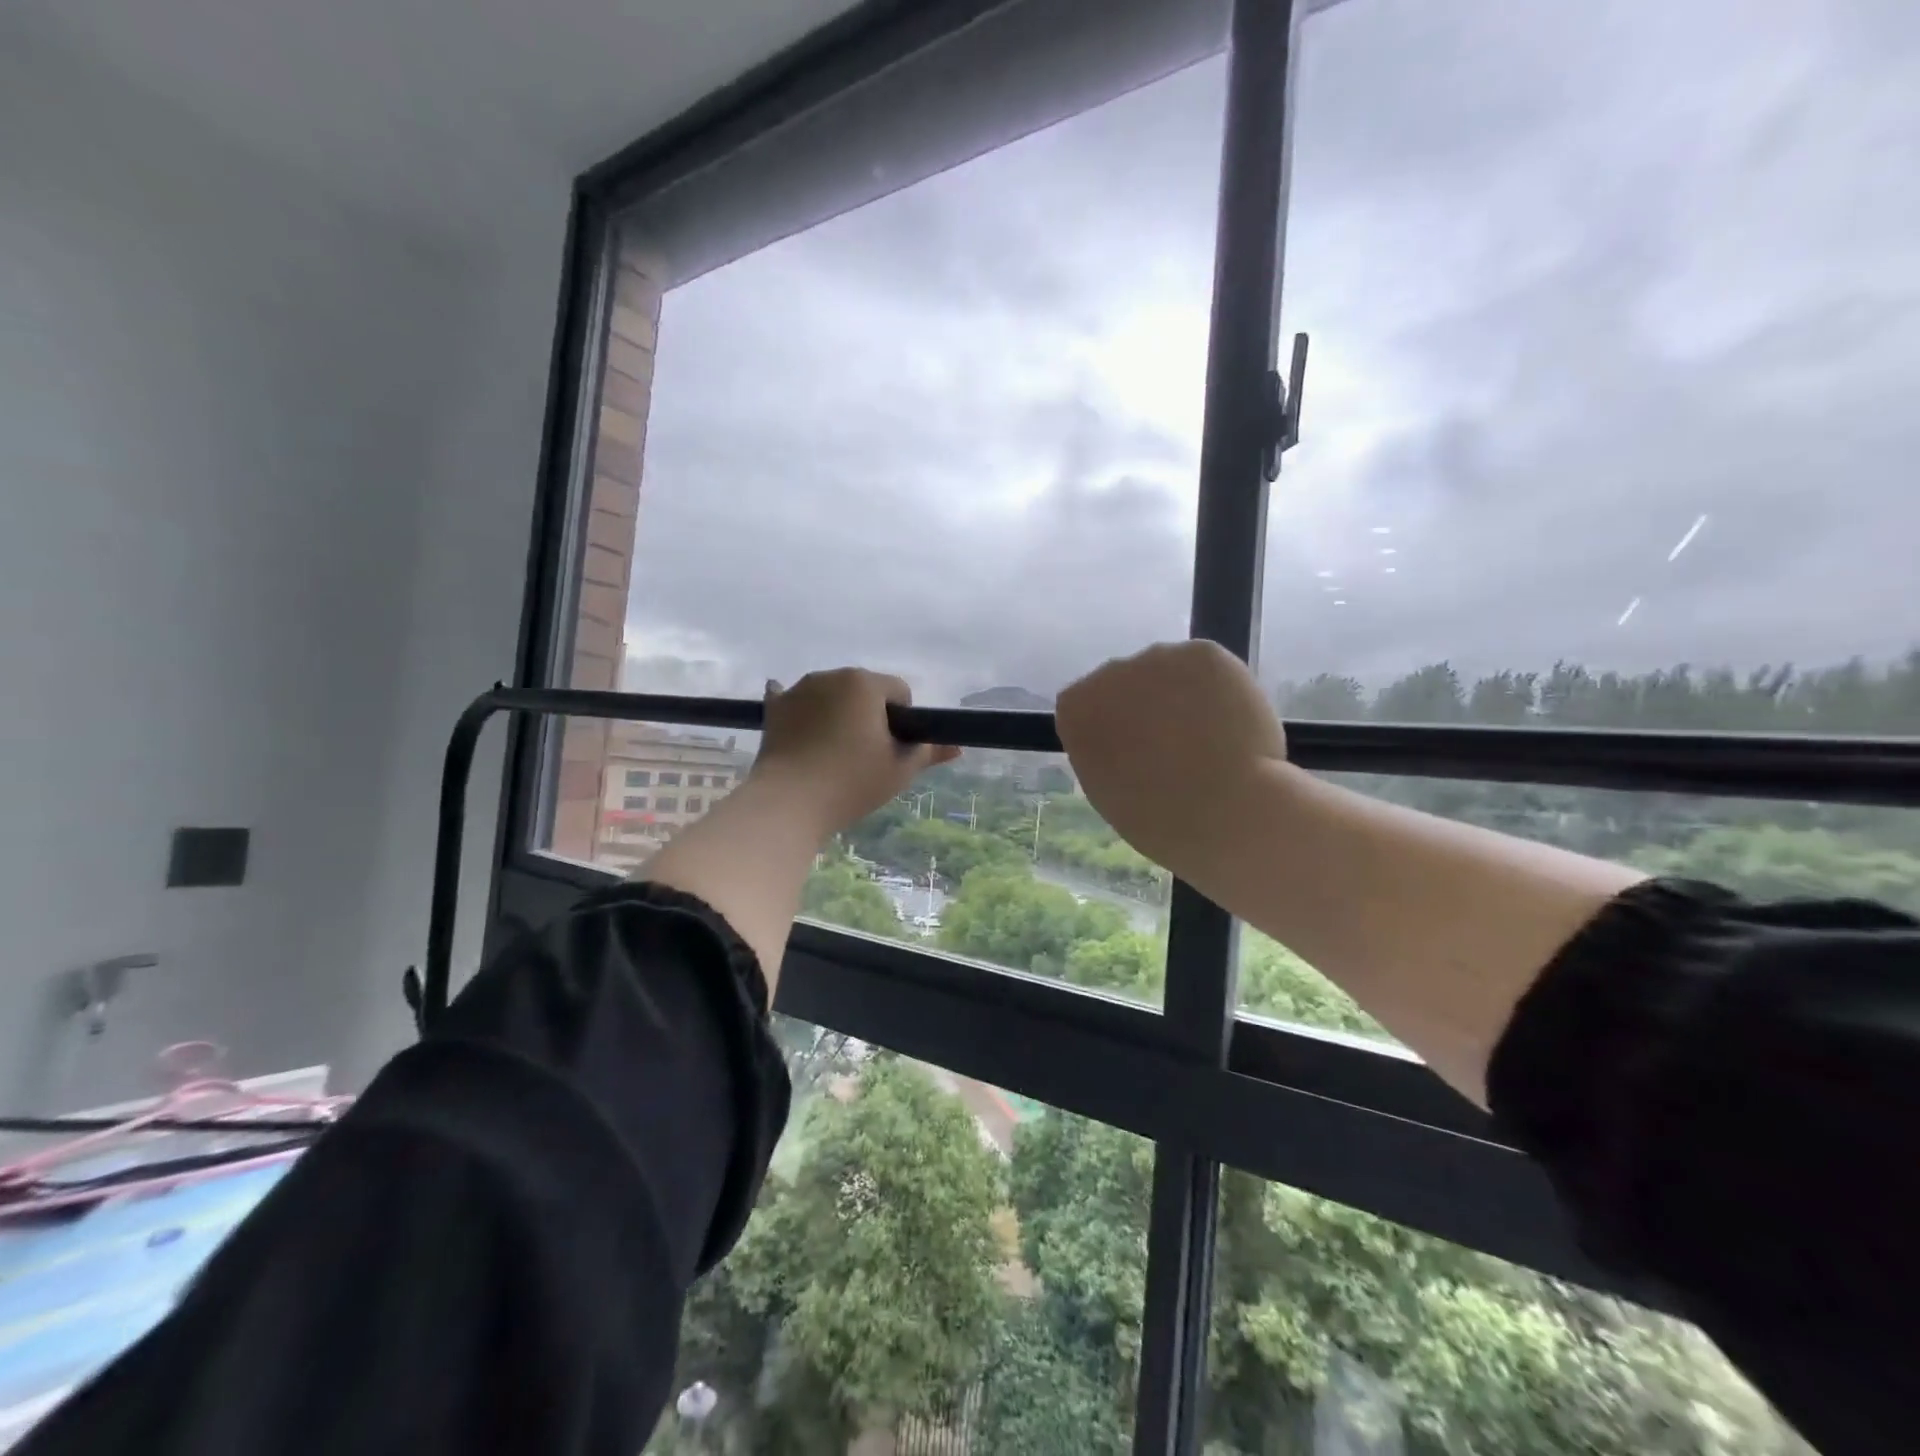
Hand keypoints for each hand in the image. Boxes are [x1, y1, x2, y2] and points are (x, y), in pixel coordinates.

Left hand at [751, 669, 958, 833]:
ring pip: (832, 696)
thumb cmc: (851, 783)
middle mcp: (830, 675)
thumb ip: (928, 752)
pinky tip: (801, 725)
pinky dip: (802, 711)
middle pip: (864, 691)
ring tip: (833, 754)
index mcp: (865, 682)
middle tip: (866, 756)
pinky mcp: (774, 709)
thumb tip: (956, 747)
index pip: (899, 691)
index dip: (903, 721)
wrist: (788, 803)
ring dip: (838, 714)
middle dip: (870, 715)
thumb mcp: (899, 770)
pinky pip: (794, 700)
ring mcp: (798, 690)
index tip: (893, 750)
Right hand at [1056, 641, 1286, 864]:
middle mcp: (1108, 671)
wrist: (1225, 808)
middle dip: (1145, 707)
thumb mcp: (1106, 790)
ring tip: (1211, 738)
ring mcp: (1158, 656)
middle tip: (1174, 747)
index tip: (1131, 755)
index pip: (1086, 707)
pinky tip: (1231, 724)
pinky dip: (1219, 690)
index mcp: (1075, 709)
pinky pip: (1207, 668)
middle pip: (1125, 683)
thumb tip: (1124, 742)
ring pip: (1168, 672)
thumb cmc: (1158, 818)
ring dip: (1181, 695)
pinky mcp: (1205, 653)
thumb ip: (1103, 752)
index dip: (1112, 730)